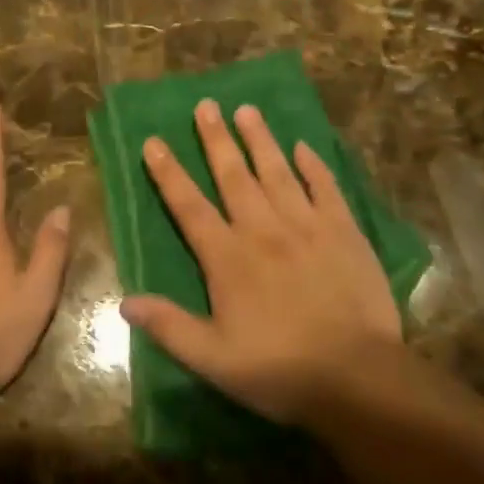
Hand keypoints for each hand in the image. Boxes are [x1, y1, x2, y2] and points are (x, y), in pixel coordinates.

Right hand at [121, 99, 401, 424]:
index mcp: (228, 258)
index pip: (190, 206)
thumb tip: (125, 302)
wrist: (358, 377)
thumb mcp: (214, 359)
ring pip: (277, 172)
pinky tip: (304, 147)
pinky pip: (325, 188)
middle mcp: (263, 230)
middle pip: (234, 176)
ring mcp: (306, 226)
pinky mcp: (344, 232)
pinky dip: (313, 166)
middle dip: (216, 139)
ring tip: (247, 109)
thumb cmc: (280, 370)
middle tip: (206, 105)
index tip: (154, 141)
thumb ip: (170, 326)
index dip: (169, 174)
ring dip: (260, 139)